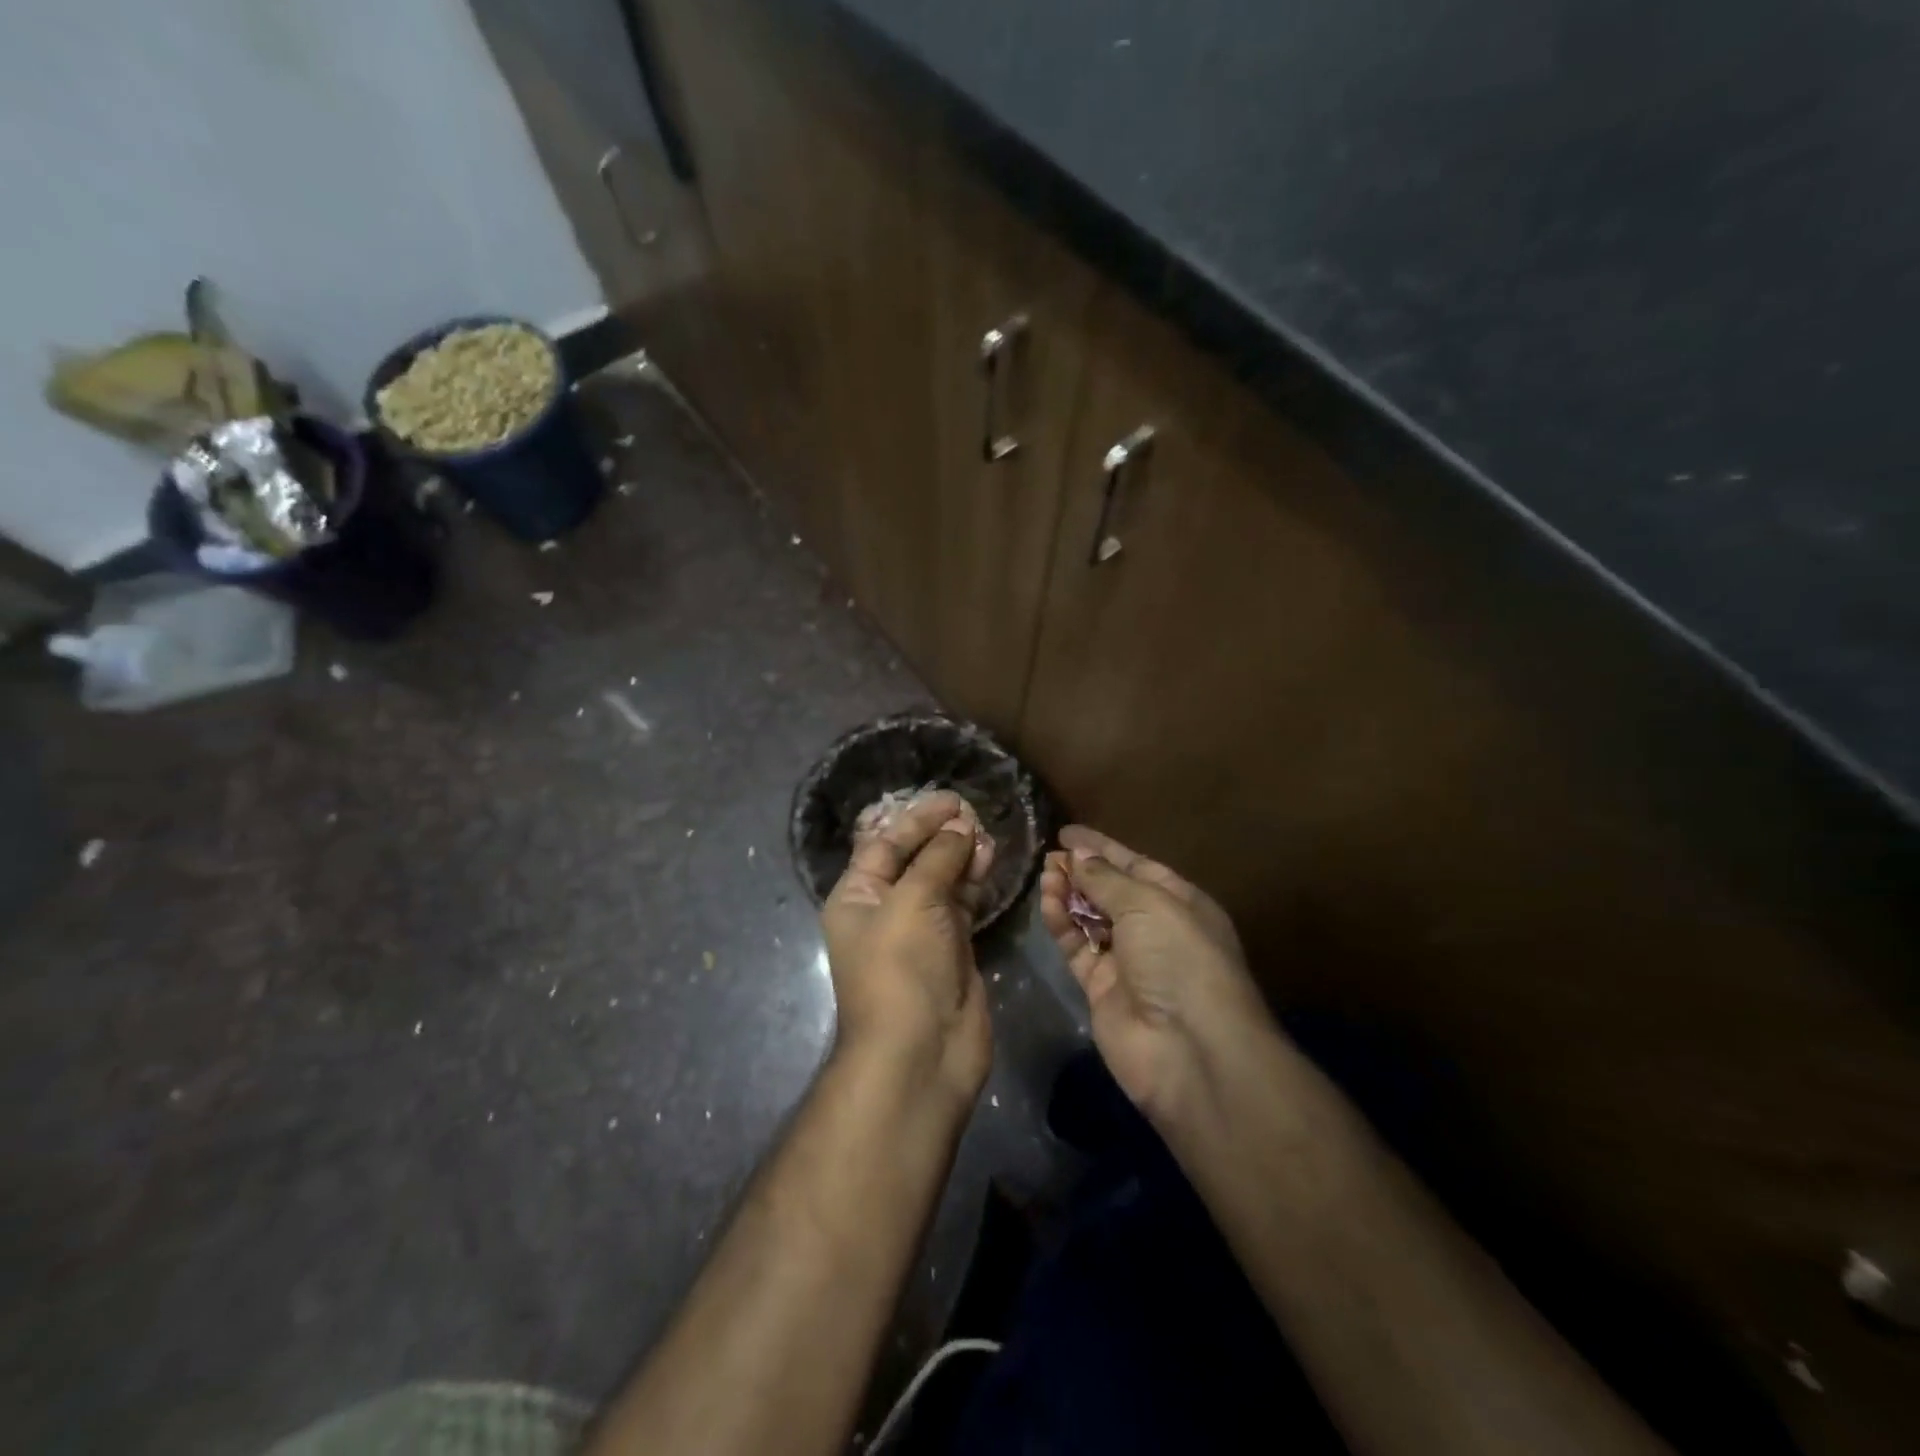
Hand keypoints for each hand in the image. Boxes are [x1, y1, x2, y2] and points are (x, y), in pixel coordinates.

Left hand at [822, 790, 994, 1100]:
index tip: (951, 799)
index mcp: (857, 897)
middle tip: (973, 813)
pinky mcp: (952, 949)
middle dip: (941, 835)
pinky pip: (962, 905)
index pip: (885, 844)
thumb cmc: (901, 967)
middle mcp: (885, 910)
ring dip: (962, 856)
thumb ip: (938, 858)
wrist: (921, 1052)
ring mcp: (920, 931)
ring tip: (986, 834)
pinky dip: (975, 882)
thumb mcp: (913, 901)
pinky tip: (990, 860)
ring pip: (941, 880)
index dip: (917, 819)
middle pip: (914, 859)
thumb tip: (961, 826)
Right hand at [1040, 825, 1268, 1122]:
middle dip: (1081, 872)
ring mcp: (1128, 961)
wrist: (1189, 1048)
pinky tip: (1047, 904)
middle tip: (1048, 857)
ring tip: (1044, 876)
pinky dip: (1062, 925)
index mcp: (1179, 902)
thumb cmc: (1179, 957)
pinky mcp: (1101, 989)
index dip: (1101, 848)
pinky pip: (1077, 948)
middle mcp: (1155, 929)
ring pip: (1090, 919)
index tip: (1066, 833)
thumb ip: (1106, 878)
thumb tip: (1077, 855)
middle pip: (1110, 891)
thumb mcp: (1147, 904)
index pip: (1135, 865)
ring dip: (1068, 896)